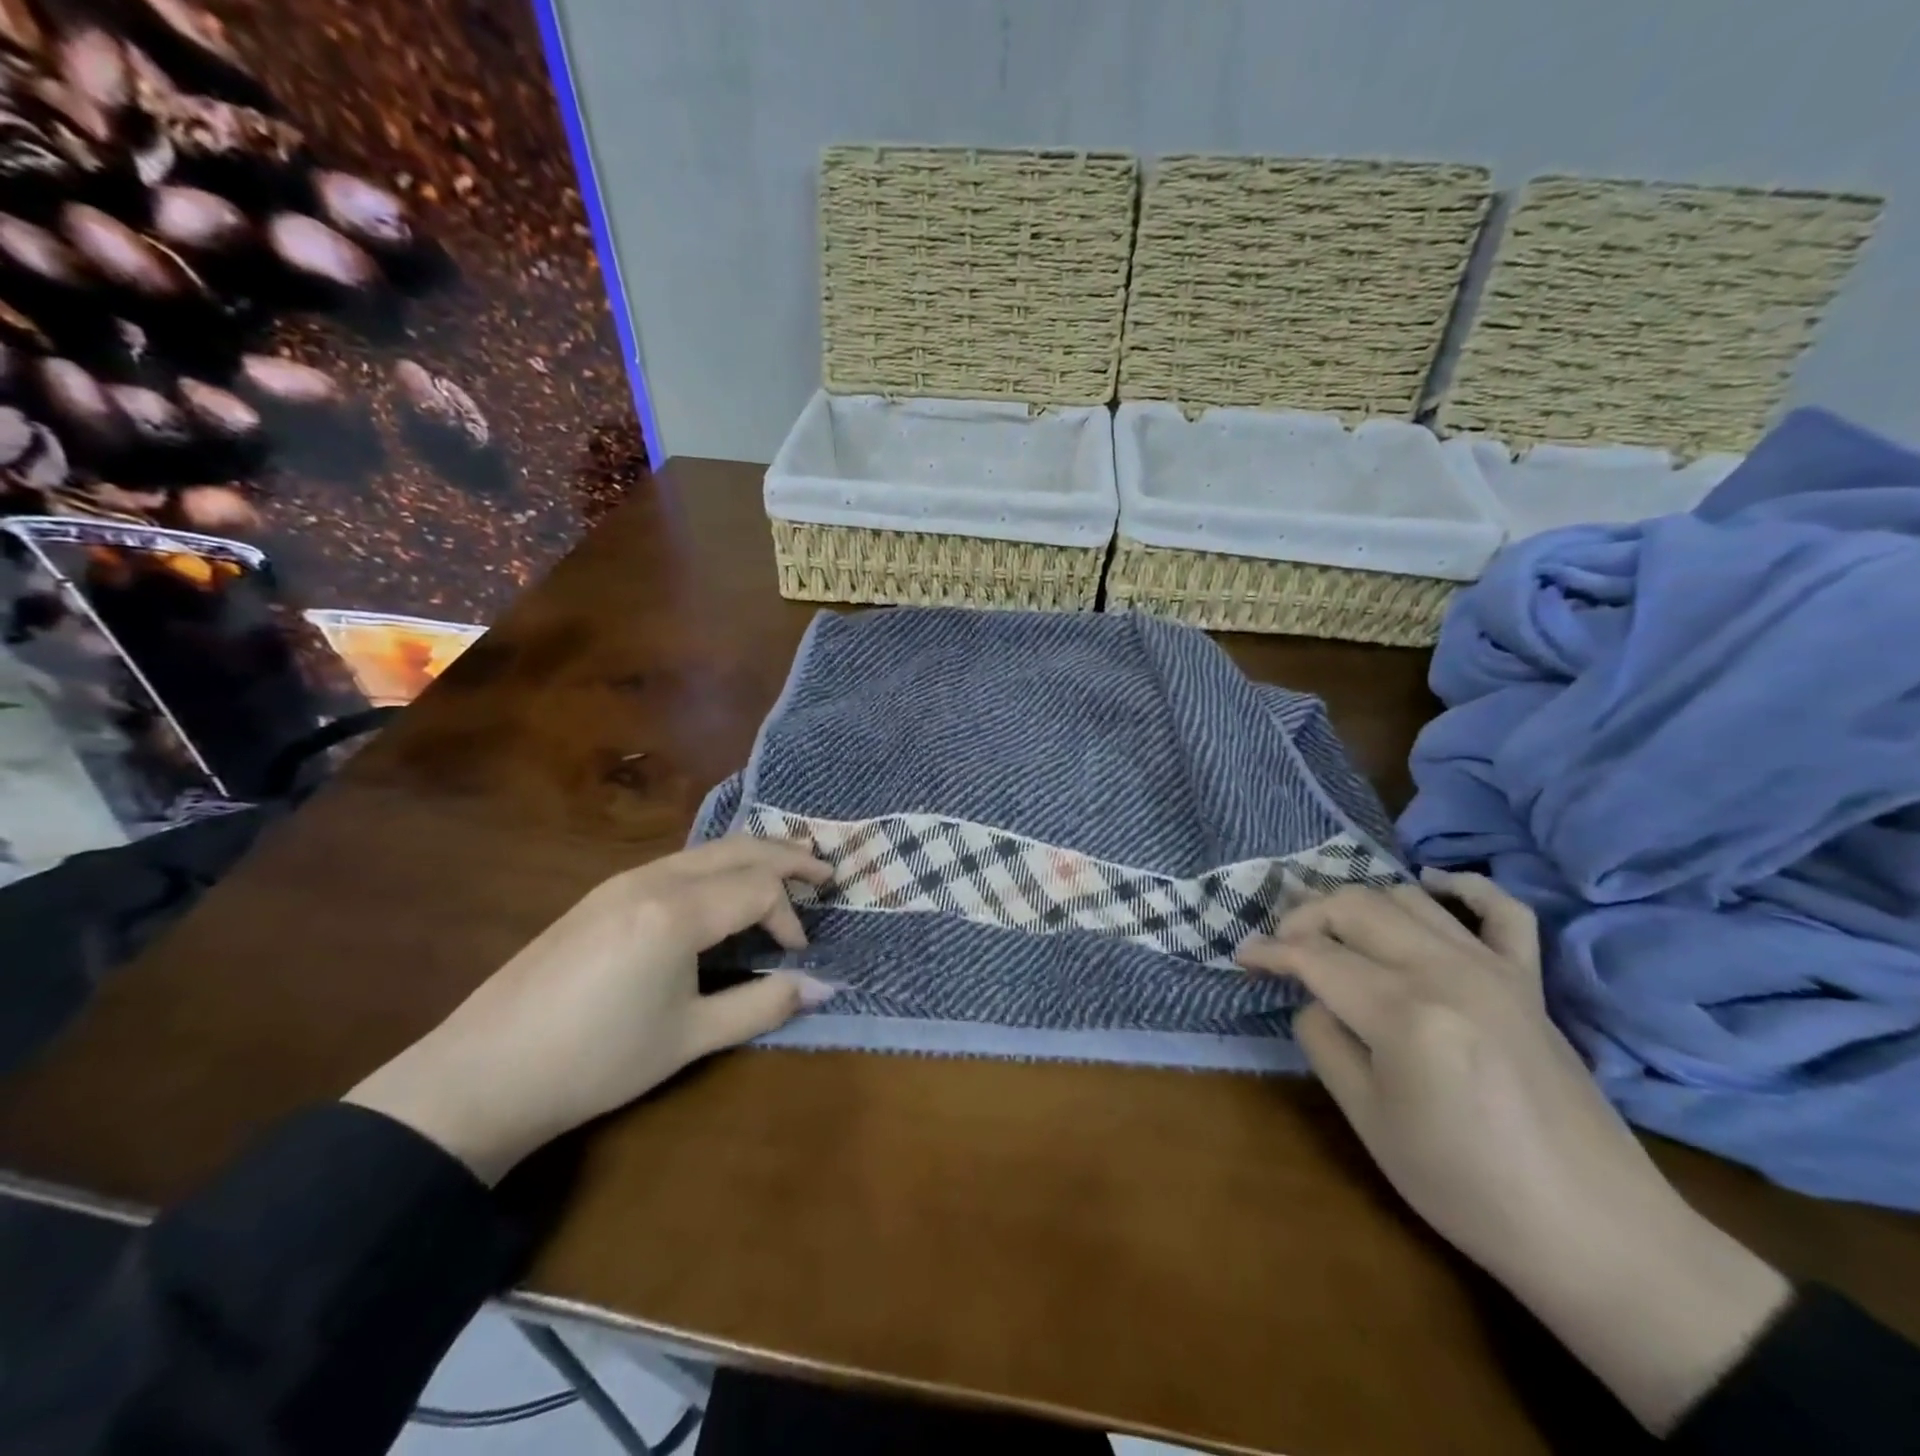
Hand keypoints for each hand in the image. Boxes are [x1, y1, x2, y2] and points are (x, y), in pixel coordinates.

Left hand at [345, 838, 834, 1184]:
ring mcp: (623, 881)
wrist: (483, 1075)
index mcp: (677, 911)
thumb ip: (762, 1005)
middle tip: (826, 870)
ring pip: (706, 850)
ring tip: (786, 867)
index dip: (790, 917)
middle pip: (738, 849)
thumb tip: (823, 986)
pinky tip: (722, 887)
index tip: (799, 954)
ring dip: (752, 855)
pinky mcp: (602, 894)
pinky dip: (717, 865)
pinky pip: (678, 862)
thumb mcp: (690, 1038)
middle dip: (788, 855)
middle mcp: (653, 879)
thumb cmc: (596, 1060)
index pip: (759, 890)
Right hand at [1240, 870, 1788, 1433]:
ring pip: (1407, 897)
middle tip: (1282, 945)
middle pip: (1354, 908)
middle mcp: (1445, 971)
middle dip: (1304, 915)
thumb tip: (1313, 999)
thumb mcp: (1368, 1120)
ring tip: (1333, 928)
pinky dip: (1462, 886)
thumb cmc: (1466, 1186)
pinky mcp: (1530, 982)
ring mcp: (1494, 969)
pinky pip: (1501, 910)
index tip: (1242, 958)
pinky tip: (1432, 885)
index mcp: (1402, 1012)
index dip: (1268, 952)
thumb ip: (1325, 1041)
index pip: (1314, 956)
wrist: (1594, 1231)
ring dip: (1359, 902)